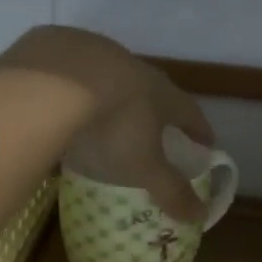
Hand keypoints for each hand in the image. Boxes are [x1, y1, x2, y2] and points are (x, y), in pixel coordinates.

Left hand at [0, 27, 214, 222]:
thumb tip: (200, 216)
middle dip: (155, 109)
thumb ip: (170, 191)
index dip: (199, 129)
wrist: (55, 82)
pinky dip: (71, 87)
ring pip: (109, 76)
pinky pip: (69, 71)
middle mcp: (133, 68)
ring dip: (112, 95)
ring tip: (104, 116)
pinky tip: (59, 103)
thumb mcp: (144, 167)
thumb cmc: (113, 127)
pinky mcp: (56, 46)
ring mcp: (94, 53)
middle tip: (155, 128)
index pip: (189, 112)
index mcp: (161, 94)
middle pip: (151, 89)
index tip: (206, 142)